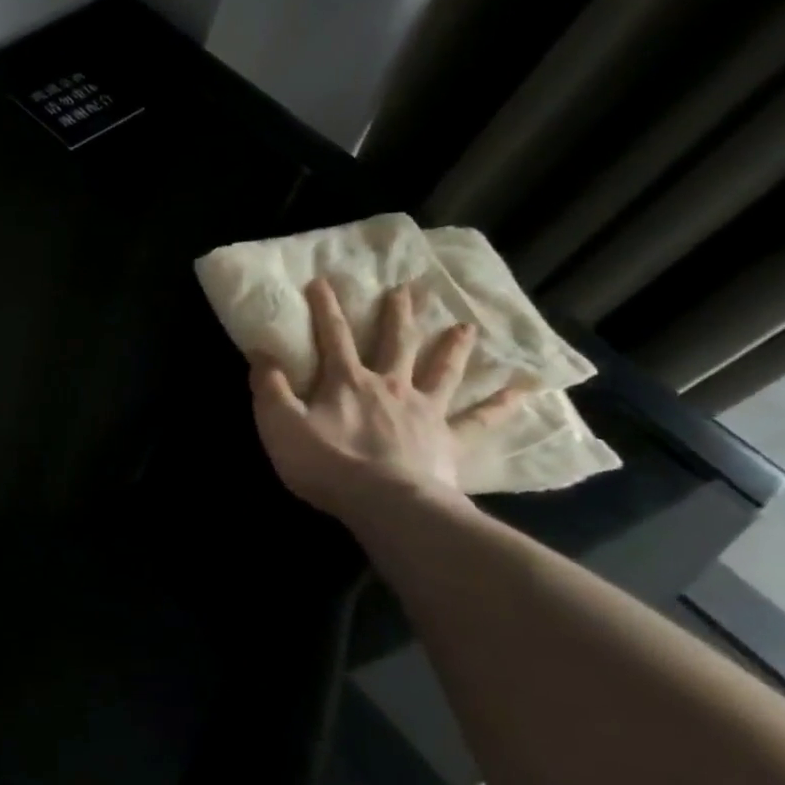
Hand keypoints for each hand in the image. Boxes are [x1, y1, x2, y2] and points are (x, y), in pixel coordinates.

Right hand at [250, 279, 519, 520]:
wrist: (386, 504)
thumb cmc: (327, 463)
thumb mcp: (280, 424)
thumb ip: (269, 387)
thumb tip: (261, 353)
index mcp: (347, 382)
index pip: (334, 337)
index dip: (326, 308)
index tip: (323, 280)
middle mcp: (390, 386)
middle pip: (395, 343)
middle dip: (397, 315)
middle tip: (407, 288)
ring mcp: (424, 411)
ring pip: (441, 371)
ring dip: (452, 347)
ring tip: (466, 326)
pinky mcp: (448, 440)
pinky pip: (479, 419)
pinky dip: (501, 403)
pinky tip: (523, 389)